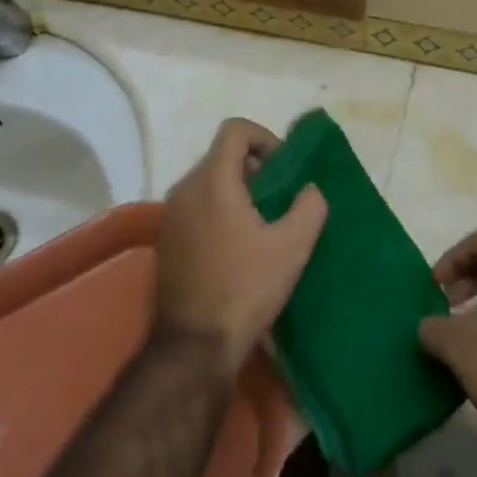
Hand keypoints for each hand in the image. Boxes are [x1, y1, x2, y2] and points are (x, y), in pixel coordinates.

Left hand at [156, 119, 327, 375]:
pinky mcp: (166, 240)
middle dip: (254, 168)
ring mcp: (171, 215)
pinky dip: (219, 211)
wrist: (194, 346)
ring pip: (209, 182)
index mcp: (213, 180)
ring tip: (262, 225)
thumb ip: (309, 206)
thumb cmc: (245, 288)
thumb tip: (309, 190)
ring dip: (237, 191)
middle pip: (222, 155)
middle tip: (279, 200)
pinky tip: (238, 247)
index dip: (264, 138)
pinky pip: (196, 207)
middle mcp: (185, 188)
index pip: (235, 129)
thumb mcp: (292, 246)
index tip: (283, 169)